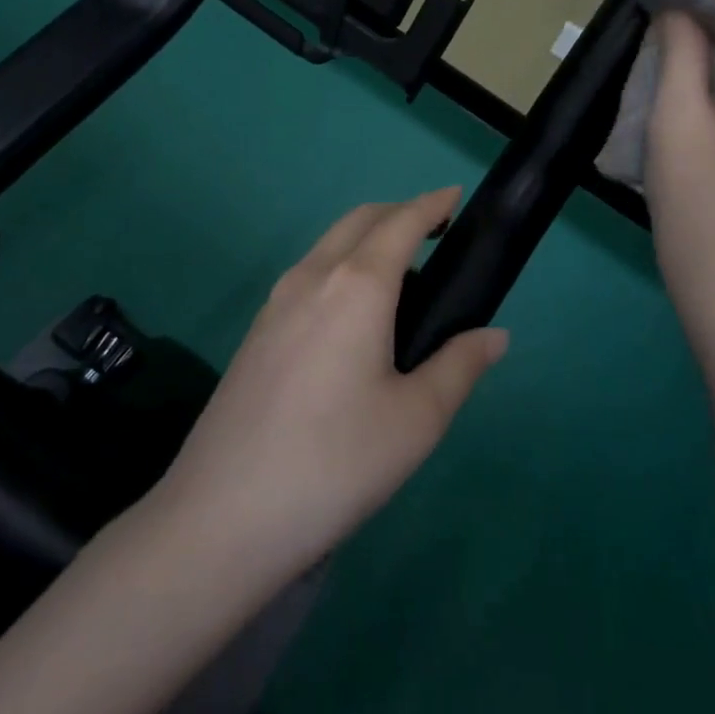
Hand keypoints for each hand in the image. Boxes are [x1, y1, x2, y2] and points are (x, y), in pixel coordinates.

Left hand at [154, 188, 507, 581]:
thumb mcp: (416, 420)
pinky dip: (340, 266)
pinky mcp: (256, 332)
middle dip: (399, 213)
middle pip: (359, 220)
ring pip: (328, 245)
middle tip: (434, 234)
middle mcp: (313, 277)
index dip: (432, 204)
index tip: (455, 196)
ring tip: (400, 277)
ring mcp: (275, 302)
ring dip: (366, 238)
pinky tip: (352, 317)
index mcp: (357, 286)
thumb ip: (460, 366)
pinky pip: (308, 275)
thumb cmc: (335, 462)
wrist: (221, 517)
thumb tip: (494, 336)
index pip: (401, 222)